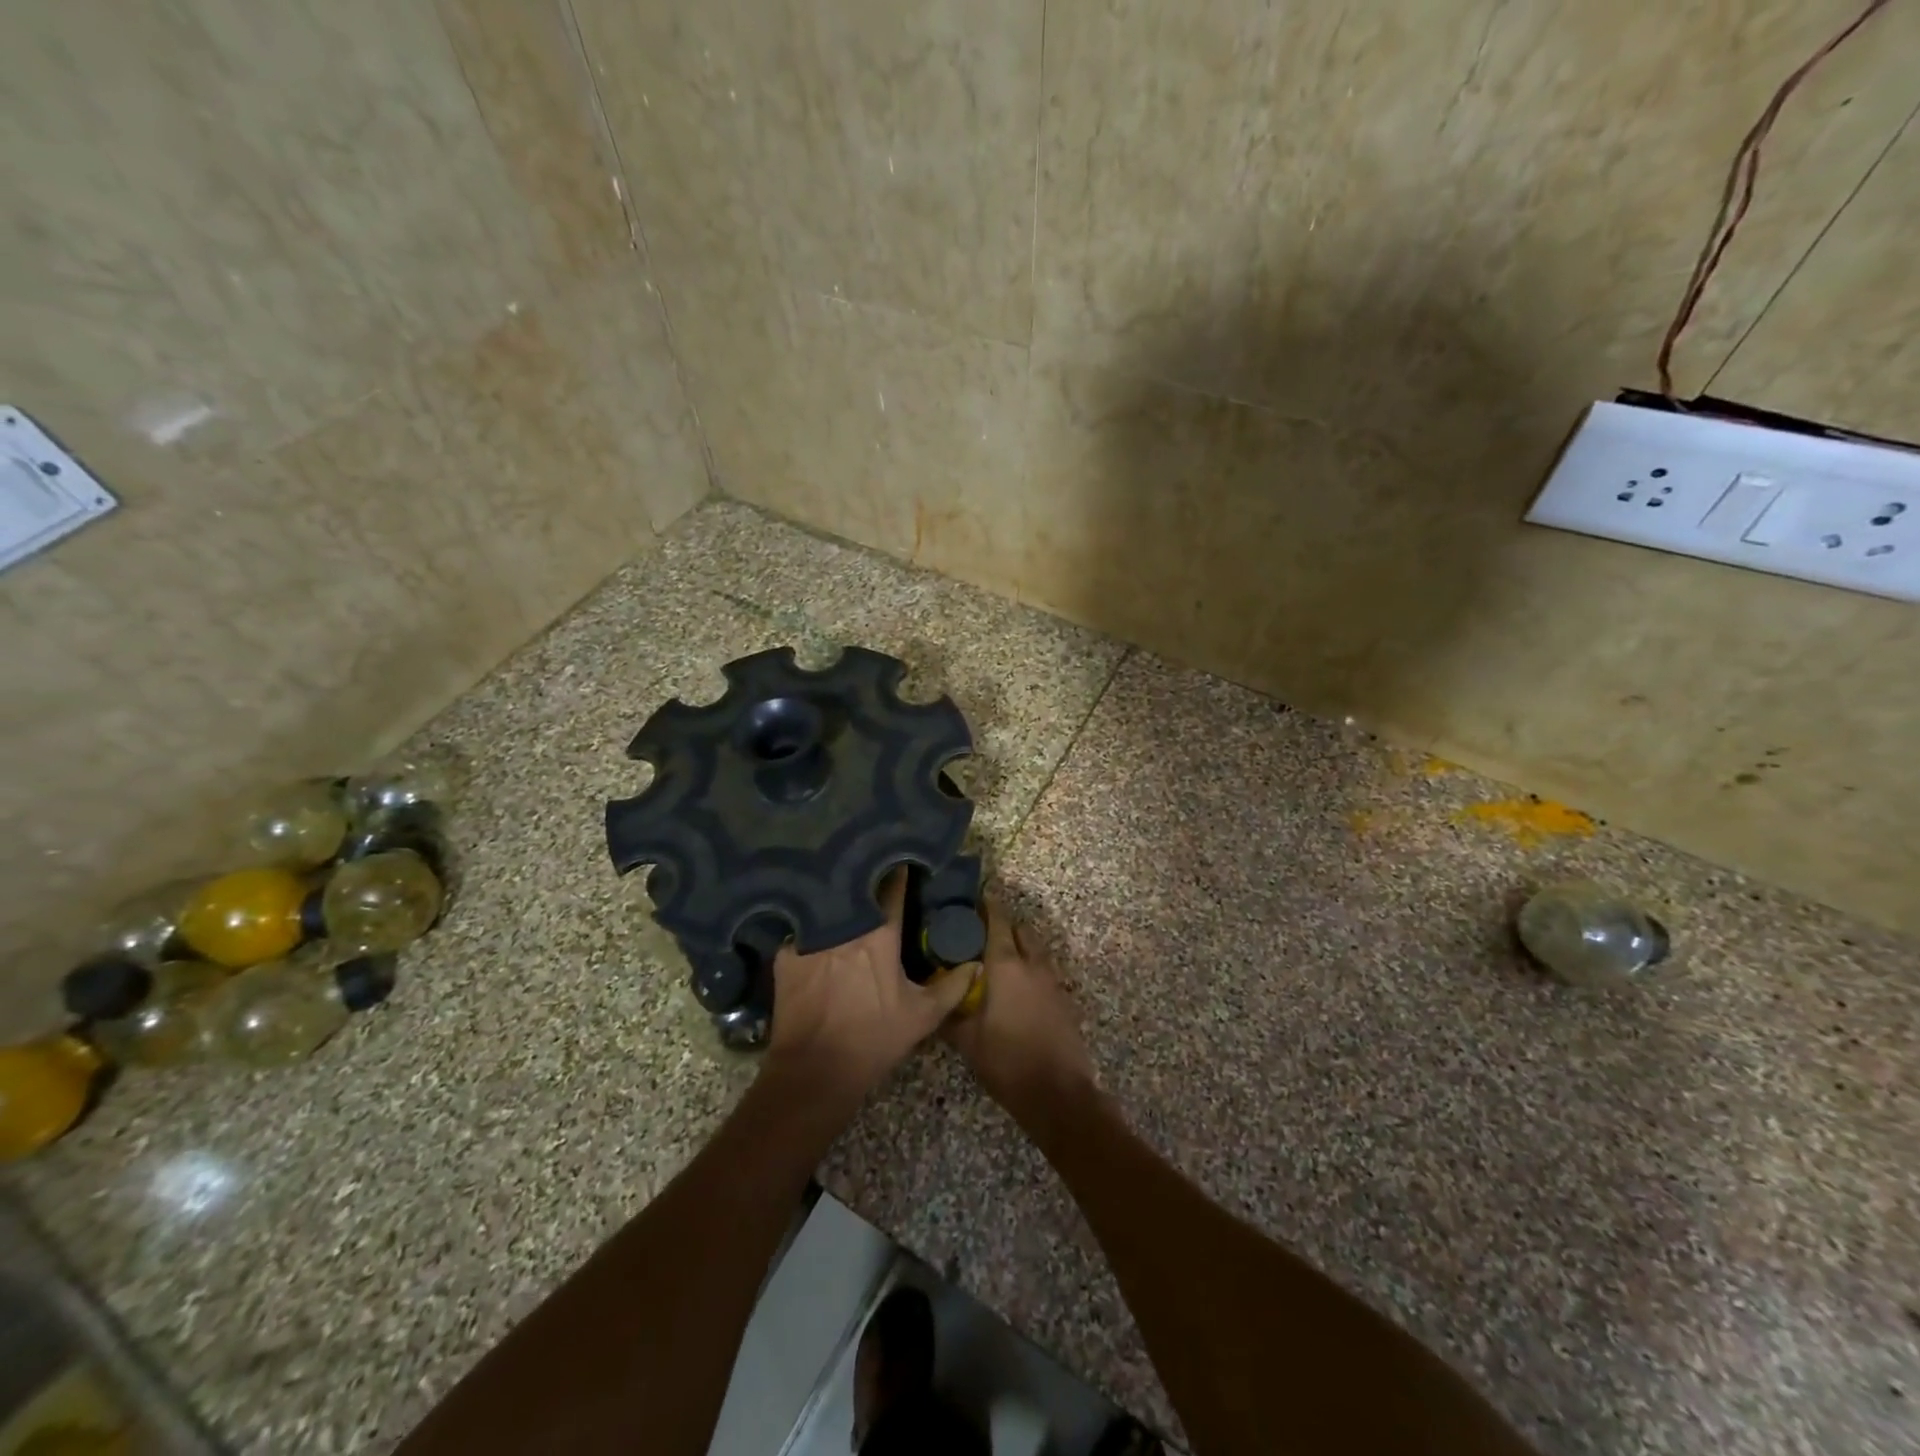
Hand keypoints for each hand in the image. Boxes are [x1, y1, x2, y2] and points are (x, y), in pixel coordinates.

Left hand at [766, 868, 977, 1104]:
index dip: (900, 871)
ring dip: (839, 900)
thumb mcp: (922, 1017)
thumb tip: (975, 964)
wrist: (814, 1071)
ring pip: (828, 906)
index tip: (905, 859)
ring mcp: (809, 937)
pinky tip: (814, 928)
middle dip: (867, 878)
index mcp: (879, 935)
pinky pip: (802, 930)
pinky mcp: (785, 955)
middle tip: (875, 872)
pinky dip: (812, 928)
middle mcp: (843, 926)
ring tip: (845, 892)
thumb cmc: (873, 1040)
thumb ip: (953, 987)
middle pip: (857, 890)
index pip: (893, 888)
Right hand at [944, 895, 1095, 1119]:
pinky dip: (1033, 967)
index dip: (988, 905)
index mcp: (1007, 966)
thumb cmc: (1006, 1061)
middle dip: (1005, 924)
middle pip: (1021, 930)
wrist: (1057, 1092)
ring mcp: (1053, 981)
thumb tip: (934, 997)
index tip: (978, 894)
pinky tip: (1019, 985)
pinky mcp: (1065, 998)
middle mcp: (1033, 964)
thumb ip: (950, 1013)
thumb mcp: (967, 1040)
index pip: (997, 922)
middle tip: (983, 929)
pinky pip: (1046, 970)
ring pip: (1037, 949)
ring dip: (1021, 945)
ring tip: (1001, 956)